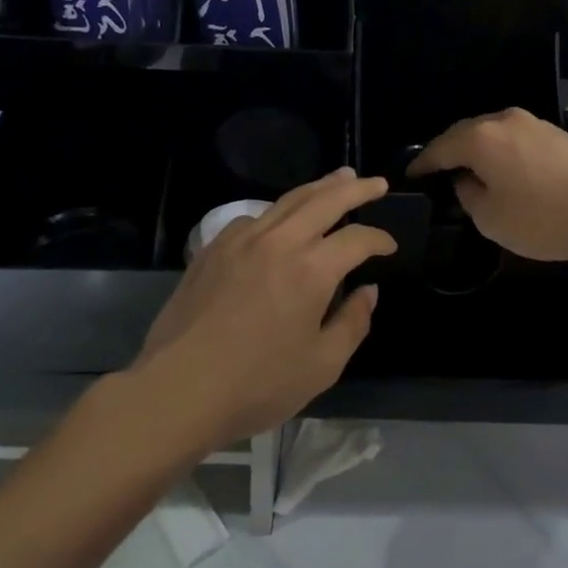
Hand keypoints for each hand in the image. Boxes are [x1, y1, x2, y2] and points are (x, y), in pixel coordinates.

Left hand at [134, 169, 397, 446]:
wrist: (178, 389)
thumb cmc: (257, 384)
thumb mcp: (322, 366)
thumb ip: (353, 323)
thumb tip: (367, 291)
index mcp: (312, 269)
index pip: (357, 239)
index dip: (379, 239)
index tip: (390, 247)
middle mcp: (280, 241)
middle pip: (326, 199)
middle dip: (357, 189)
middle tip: (377, 183)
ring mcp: (242, 240)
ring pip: (288, 200)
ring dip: (319, 187)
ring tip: (339, 178)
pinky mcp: (214, 249)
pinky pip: (254, 218)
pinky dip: (278, 212)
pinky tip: (281, 220)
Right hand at [408, 108, 567, 269]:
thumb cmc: (543, 219)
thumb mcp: (491, 218)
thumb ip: (468, 194)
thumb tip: (467, 179)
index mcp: (481, 138)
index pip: (439, 148)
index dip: (422, 164)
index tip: (409, 176)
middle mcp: (505, 120)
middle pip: (465, 132)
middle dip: (448, 151)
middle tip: (436, 173)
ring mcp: (534, 123)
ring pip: (492, 133)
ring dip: (477, 150)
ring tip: (469, 172)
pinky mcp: (557, 134)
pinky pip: (515, 138)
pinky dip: (500, 151)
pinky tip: (504, 170)